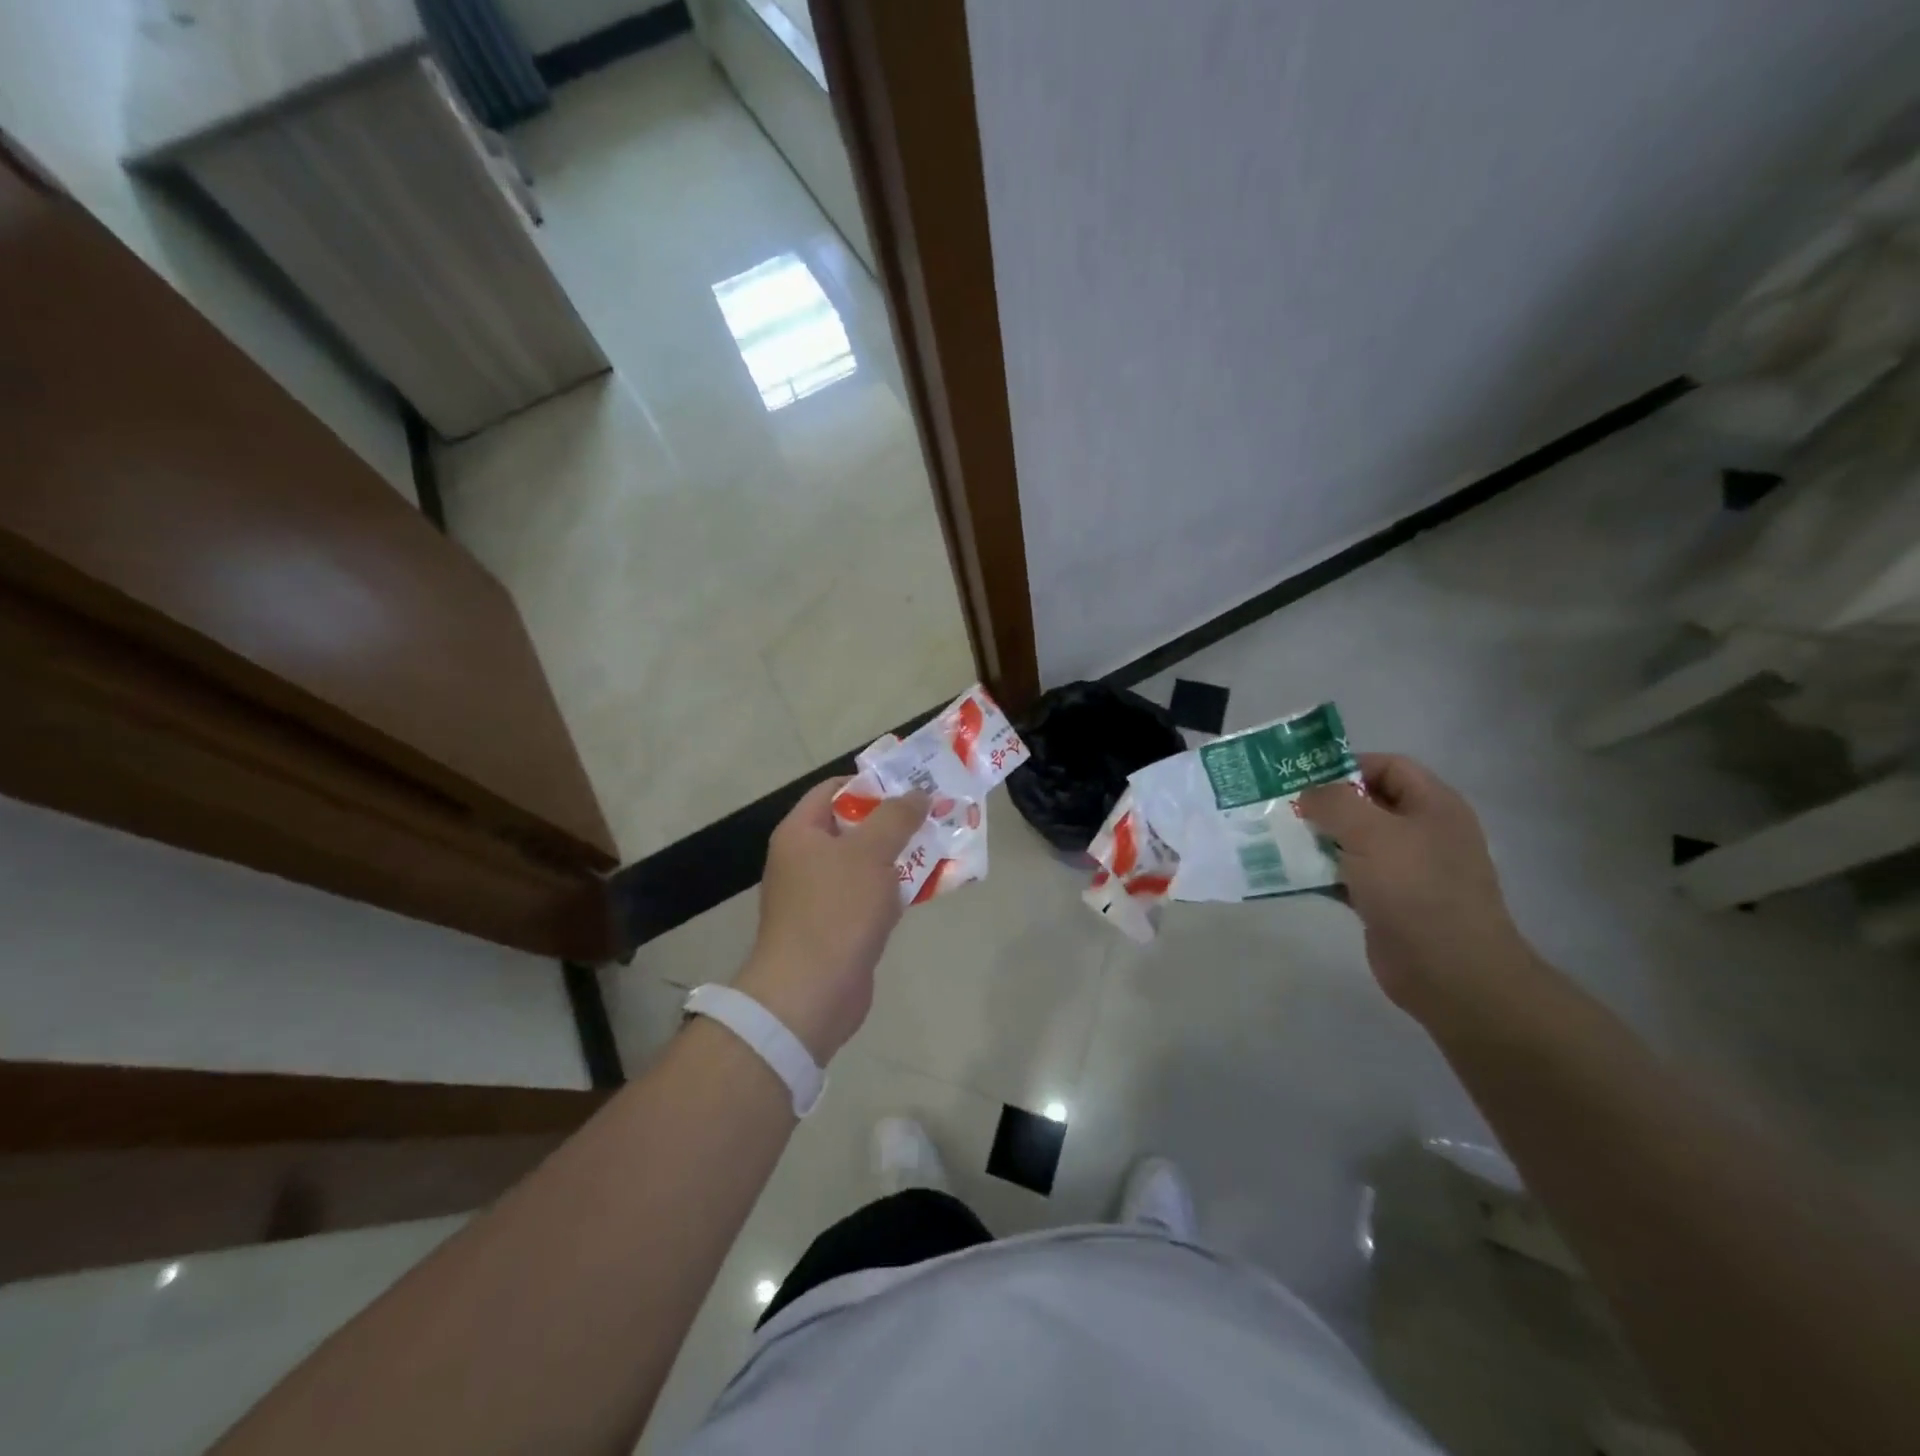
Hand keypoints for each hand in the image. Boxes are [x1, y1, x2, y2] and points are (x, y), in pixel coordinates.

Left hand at [734, 778, 929, 1062]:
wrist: (811, 993)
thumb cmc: (836, 910)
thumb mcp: (870, 852)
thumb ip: (896, 817)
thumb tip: (918, 793)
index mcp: (800, 833)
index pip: (833, 790)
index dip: (872, 782)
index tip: (911, 784)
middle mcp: (804, 860)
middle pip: (852, 827)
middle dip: (894, 821)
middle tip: (935, 814)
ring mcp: (819, 896)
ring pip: (865, 864)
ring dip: (899, 857)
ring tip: (941, 846)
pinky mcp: (837, 927)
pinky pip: (868, 897)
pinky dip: (894, 891)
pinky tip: (926, 889)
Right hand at [1297, 754, 1536, 1022]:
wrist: (1449, 971)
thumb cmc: (1415, 889)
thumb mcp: (1372, 833)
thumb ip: (1335, 802)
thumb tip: (1309, 794)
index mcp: (1433, 806)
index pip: (1389, 766)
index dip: (1348, 765)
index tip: (1304, 777)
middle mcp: (1422, 832)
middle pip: (1367, 803)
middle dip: (1324, 803)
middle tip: (1281, 806)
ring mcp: (1405, 870)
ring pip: (1353, 841)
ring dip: (1317, 839)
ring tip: (1276, 837)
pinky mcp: (1387, 902)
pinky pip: (1347, 876)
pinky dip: (1321, 873)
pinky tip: (1289, 874)